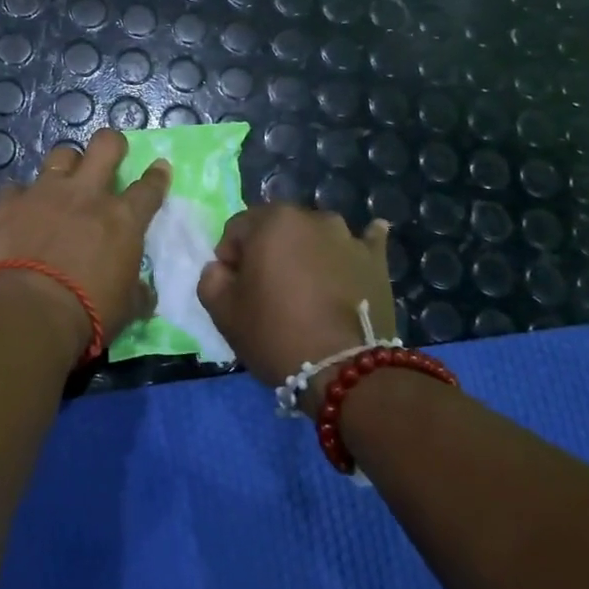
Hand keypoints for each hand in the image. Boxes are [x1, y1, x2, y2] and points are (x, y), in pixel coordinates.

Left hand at [0, 128, 170, 353]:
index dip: (157, 175)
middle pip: (105, 146)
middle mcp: (86, 195)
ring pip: (61, 155)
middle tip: (111, 155)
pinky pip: (14, 188)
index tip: (159, 168)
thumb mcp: (126, 308)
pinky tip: (18, 210)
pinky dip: (19, 197)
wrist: (26, 311)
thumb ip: (137, 293)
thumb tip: (145, 293)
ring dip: (66, 165)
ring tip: (63, 180)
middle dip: (112, 144)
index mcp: (123, 219)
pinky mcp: (7, 204)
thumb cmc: (87, 313)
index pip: (149, 188)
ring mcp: (44, 194)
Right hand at [196, 204, 395, 386]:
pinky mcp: (377, 260)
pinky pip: (366, 242)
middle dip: (268, 252)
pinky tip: (357, 251)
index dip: (230, 258)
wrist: (343, 370)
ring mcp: (349, 237)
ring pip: (316, 237)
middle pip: (278, 229)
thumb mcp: (223, 311)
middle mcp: (312, 218)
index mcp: (271, 221)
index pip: (237, 229)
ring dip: (306, 252)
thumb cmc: (275, 334)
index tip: (235, 288)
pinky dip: (358, 246)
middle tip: (268, 291)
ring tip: (307, 288)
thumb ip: (211, 278)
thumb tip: (222, 268)